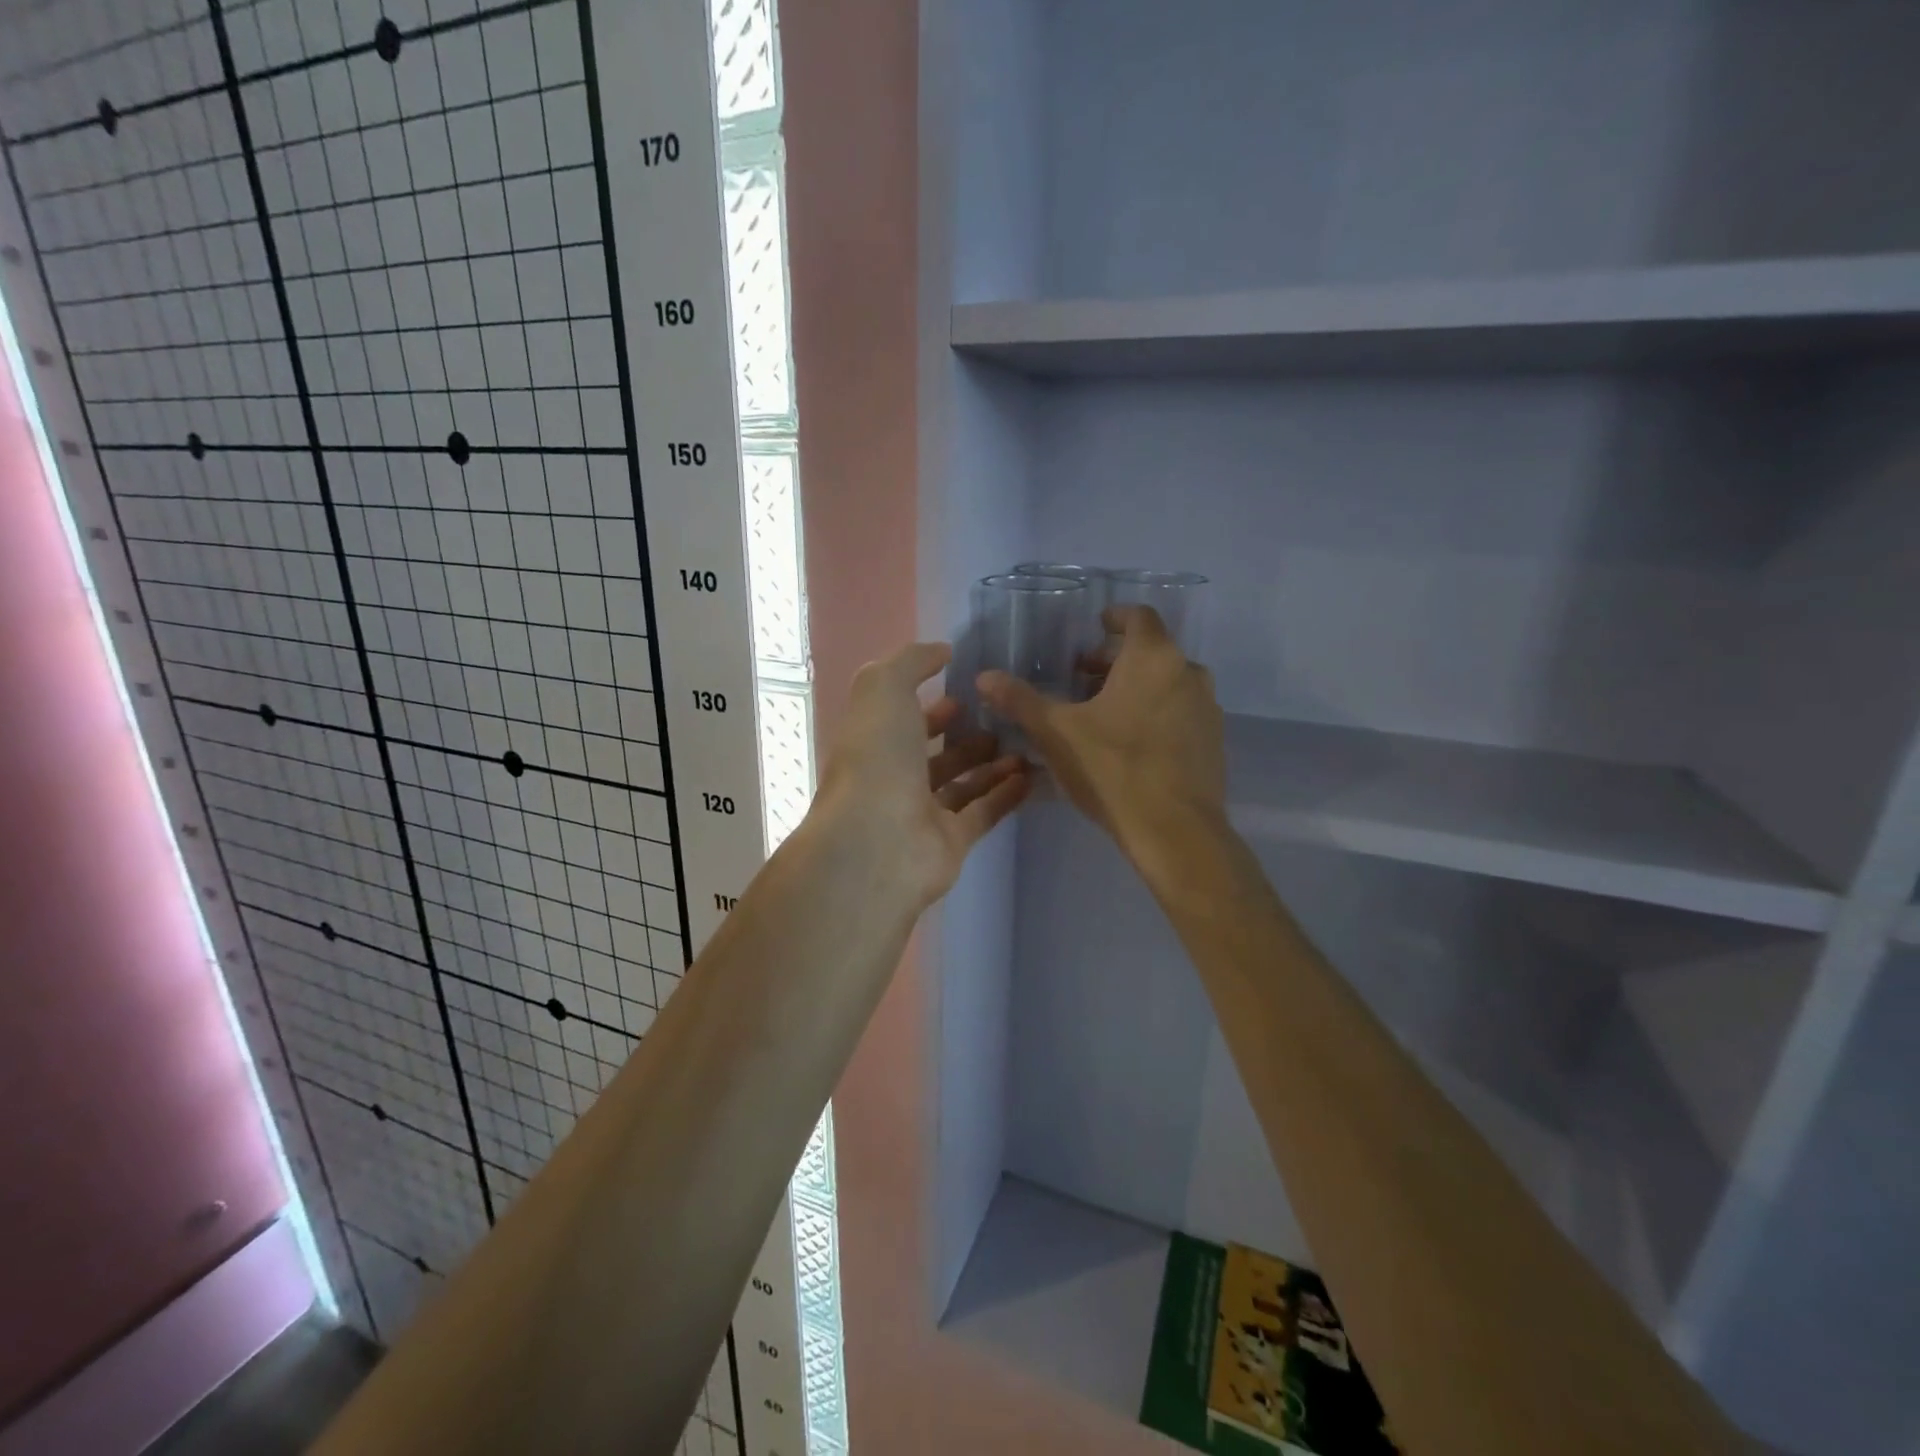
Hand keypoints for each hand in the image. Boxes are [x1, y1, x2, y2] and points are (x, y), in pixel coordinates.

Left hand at [811, 642, 1029, 910]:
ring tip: (1026, 743)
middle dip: (966, 735)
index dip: (932, 704)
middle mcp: (894, 778)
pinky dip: (1006, 794)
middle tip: (1005, 718)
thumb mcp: (884, 688)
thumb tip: (942, 651)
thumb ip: (911, 661)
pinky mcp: (951, 843)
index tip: (968, 690)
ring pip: (962, 784)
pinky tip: (1033, 775)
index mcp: (874, 742)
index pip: (903, 719)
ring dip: (992, 763)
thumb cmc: (877, 759)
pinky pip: (983, 813)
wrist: (879, 842)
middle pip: (934, 754)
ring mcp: (922, 813)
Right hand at [978, 607, 1224, 856]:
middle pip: (1151, 651)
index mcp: (1154, 658)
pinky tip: (1129, 745)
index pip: (1138, 616)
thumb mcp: (1056, 733)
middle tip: (1082, 679)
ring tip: (1101, 714)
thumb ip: (1020, 700)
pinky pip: (1180, 712)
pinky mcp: (1213, 742)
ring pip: (1167, 683)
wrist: (1175, 832)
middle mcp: (1189, 673)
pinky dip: (1156, 714)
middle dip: (1115, 660)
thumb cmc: (1113, 769)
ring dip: (1136, 688)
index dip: (1114, 618)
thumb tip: (985, 677)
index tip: (1094, 628)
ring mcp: (1207, 709)